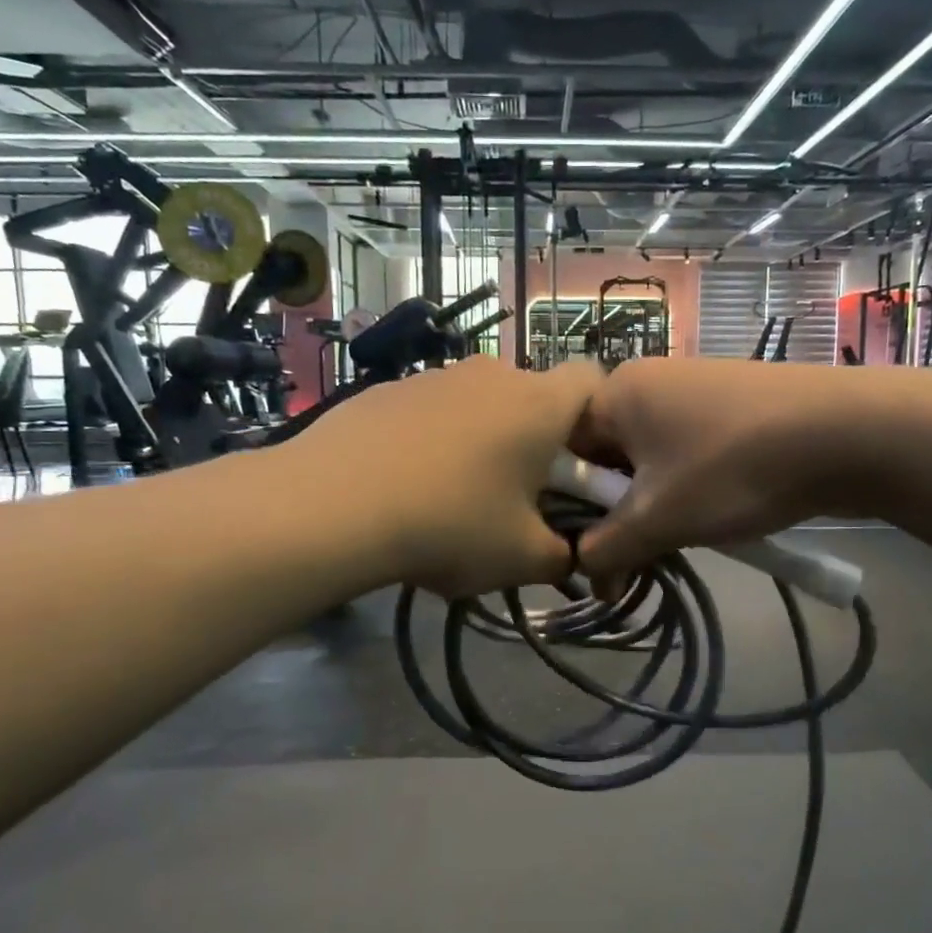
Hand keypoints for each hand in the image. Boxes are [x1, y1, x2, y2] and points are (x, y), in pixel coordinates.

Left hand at [294, 357, 601, 597]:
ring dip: (482, 440)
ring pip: (480, 404)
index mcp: (539, 403)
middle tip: (519, 495)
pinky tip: (405, 485)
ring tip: (453, 496)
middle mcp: (492, 374)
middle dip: (536, 440)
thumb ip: (563, 556)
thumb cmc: (450, 524)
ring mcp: (434, 376)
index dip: (599, 420)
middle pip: (533, 397)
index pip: (594, 381)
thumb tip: (567, 555)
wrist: (332, 505)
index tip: (582, 465)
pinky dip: (432, 439)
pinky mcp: (387, 389)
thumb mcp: (522, 558)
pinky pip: (431, 411)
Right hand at [571, 357, 869, 581]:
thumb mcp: (658, 519)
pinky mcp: (729, 407)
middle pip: (605, 457)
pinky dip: (684, 488)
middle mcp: (647, 382)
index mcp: (615, 392)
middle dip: (613, 512)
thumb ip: (606, 549)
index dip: (567, 508)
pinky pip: (684, 453)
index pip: (563, 453)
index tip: (584, 553)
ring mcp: (692, 390)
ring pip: (647, 460)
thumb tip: (584, 575)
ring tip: (672, 541)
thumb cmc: (734, 469)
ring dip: (650, 506)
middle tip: (629, 557)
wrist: (852, 434)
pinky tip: (708, 516)